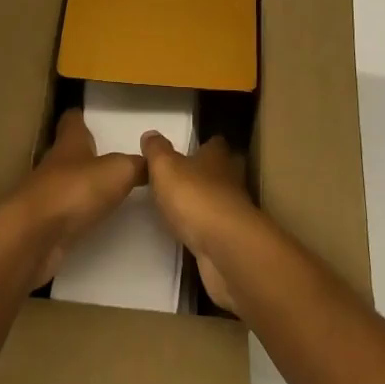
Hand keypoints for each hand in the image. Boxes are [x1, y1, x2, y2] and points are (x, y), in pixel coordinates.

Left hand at [1, 108, 144, 288]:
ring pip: (67, 182)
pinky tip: (94, 220)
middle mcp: (55, 164)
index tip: (91, 114)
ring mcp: (47, 195)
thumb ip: (137, 164)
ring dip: (83, 185)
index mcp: (70, 142)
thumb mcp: (118, 171)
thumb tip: (153, 158)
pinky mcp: (44, 225)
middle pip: (70, 152)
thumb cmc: (75, 190)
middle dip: (86, 152)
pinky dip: (78, 214)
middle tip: (111, 155)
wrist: (32, 237)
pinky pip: (65, 214)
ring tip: (108, 189)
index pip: (73, 120)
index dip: (81, 116)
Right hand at [140, 131, 256, 312]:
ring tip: (183, 208)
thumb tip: (150, 134)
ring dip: (206, 203)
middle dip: (207, 173)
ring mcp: (234, 212)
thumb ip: (156, 151)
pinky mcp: (232, 240)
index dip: (204, 144)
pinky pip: (217, 229)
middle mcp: (230, 180)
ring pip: (221, 200)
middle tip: (185, 178)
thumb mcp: (165, 167)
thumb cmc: (195, 197)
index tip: (190, 149)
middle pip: (222, 171)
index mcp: (217, 156)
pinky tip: (191, 234)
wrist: (225, 249)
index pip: (215, 143)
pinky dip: (206, 229)